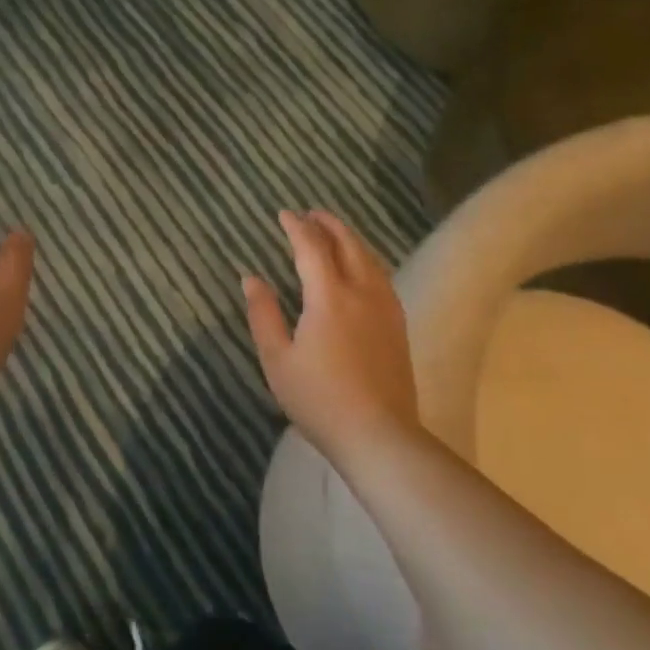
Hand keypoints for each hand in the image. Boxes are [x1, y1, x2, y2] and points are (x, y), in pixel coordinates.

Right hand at [243, 210, 419, 460]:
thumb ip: (263, 314)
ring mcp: (385, 308)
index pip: (312, 247)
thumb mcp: (277, 359)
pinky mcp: (397, 325)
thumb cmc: (319, 398)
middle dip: (328, 224)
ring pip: (369, 258)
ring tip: (333, 233)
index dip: (296, 227)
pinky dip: (365, 259)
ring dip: (349, 239)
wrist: (378, 435)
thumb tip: (251, 278)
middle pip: (348, 244)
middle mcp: (362, 292)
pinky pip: (381, 276)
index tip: (283, 214)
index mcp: (329, 296)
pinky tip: (360, 269)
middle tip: (311, 214)